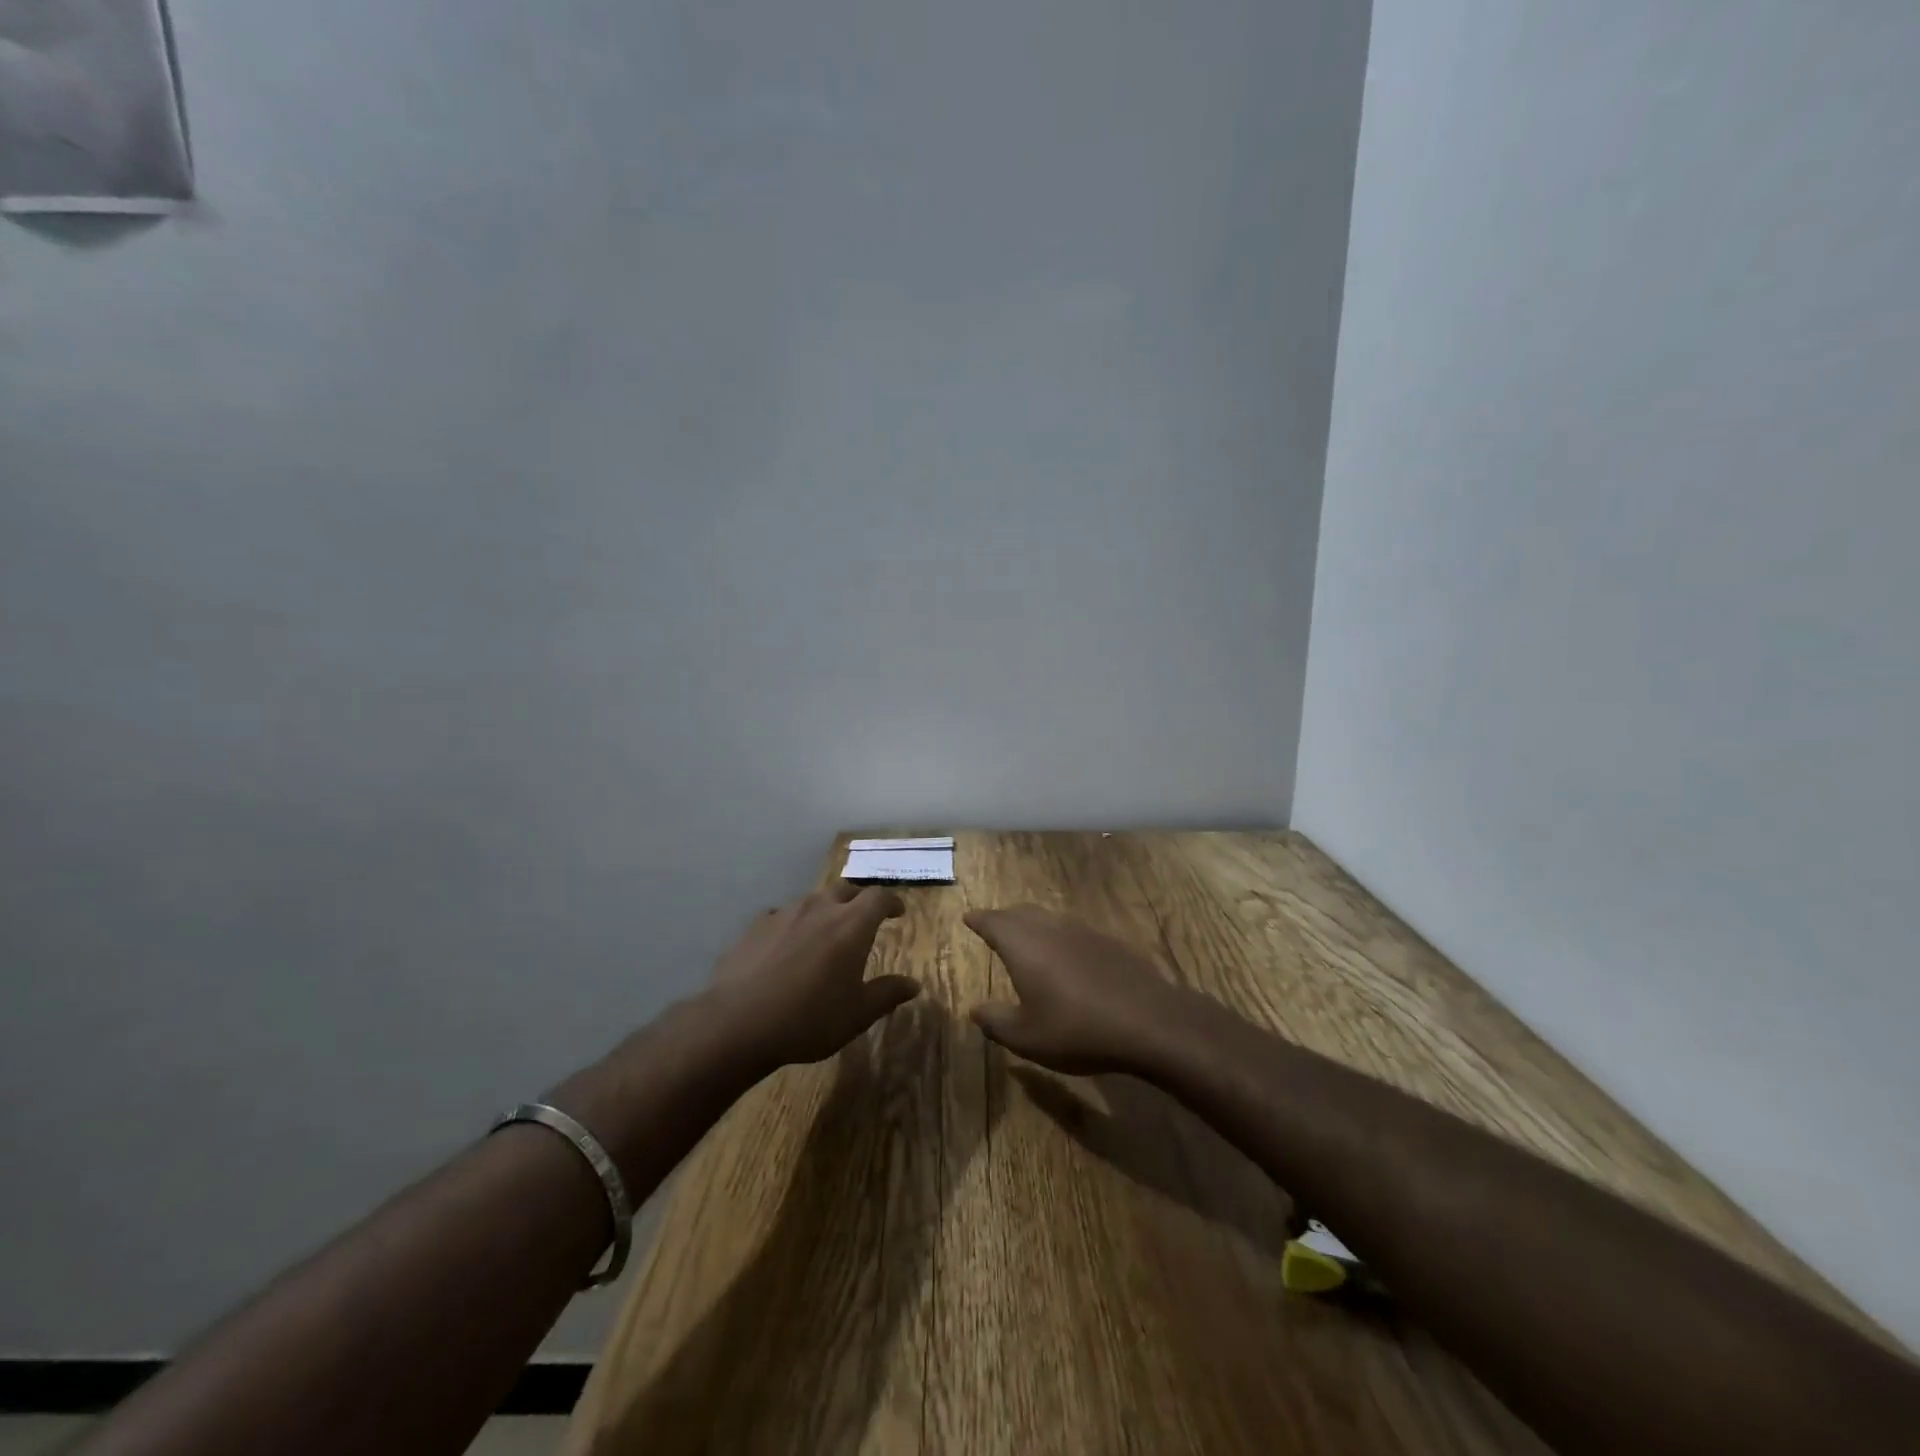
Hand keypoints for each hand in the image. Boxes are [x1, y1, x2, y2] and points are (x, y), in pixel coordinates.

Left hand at [707, 881, 920, 1068]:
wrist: (739, 1022)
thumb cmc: (809, 1019)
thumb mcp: (857, 1014)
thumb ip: (887, 994)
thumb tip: (913, 985)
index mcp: (852, 925)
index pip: (879, 897)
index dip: (891, 902)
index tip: (897, 912)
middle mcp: (820, 908)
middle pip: (845, 889)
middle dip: (858, 900)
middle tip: (862, 918)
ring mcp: (784, 913)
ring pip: (812, 900)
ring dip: (824, 910)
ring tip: (824, 932)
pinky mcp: (755, 925)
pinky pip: (782, 915)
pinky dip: (792, 924)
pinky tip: (786, 945)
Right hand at [963, 906, 1187, 1074]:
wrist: (1147, 1021)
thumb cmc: (1076, 1029)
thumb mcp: (1025, 1037)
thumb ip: (996, 1022)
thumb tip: (975, 1010)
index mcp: (1023, 945)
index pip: (994, 922)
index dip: (979, 920)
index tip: (968, 917)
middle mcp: (1050, 928)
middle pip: (1021, 913)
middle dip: (1004, 918)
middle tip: (994, 925)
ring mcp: (1083, 931)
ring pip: (1050, 919)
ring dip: (1034, 924)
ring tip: (1028, 938)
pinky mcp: (1109, 942)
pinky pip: (1074, 931)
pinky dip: (1061, 937)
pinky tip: (1068, 956)